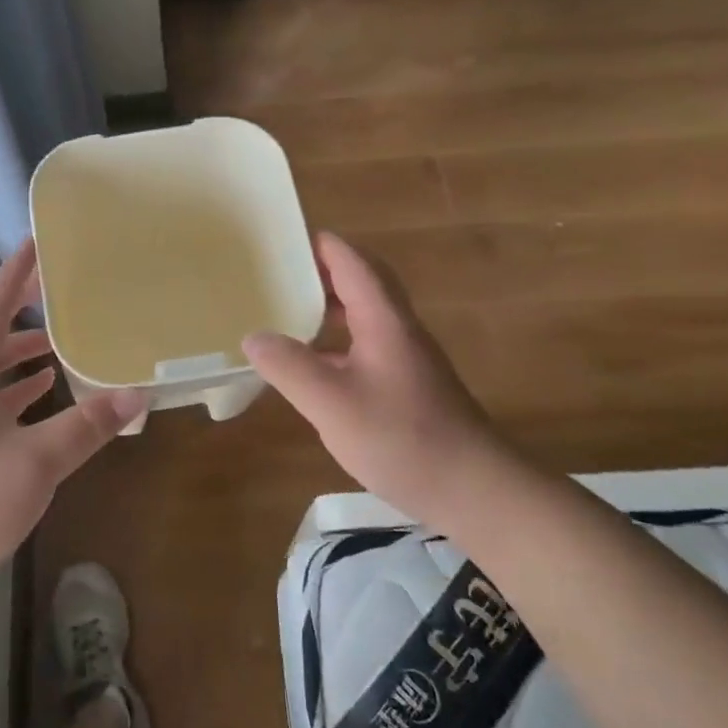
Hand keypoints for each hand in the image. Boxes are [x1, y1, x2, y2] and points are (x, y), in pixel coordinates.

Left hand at [0, 239, 144, 619]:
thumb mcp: (36, 464)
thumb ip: (85, 427)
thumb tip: (135, 396)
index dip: (12, 276)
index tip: (35, 244)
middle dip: (17, 305)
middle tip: (55, 286)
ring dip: (19, 347)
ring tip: (57, 338)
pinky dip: (16, 384)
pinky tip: (43, 388)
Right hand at [243, 231, 504, 523]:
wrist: (474, 489)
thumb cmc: (403, 438)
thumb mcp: (332, 404)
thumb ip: (290, 367)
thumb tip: (253, 337)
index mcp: (384, 320)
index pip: (352, 263)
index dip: (319, 245)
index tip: (281, 238)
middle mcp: (397, 329)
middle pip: (362, 282)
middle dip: (322, 270)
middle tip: (278, 272)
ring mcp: (405, 357)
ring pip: (364, 314)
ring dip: (329, 305)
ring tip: (286, 310)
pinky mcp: (407, 384)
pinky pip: (365, 343)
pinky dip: (336, 339)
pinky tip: (312, 364)